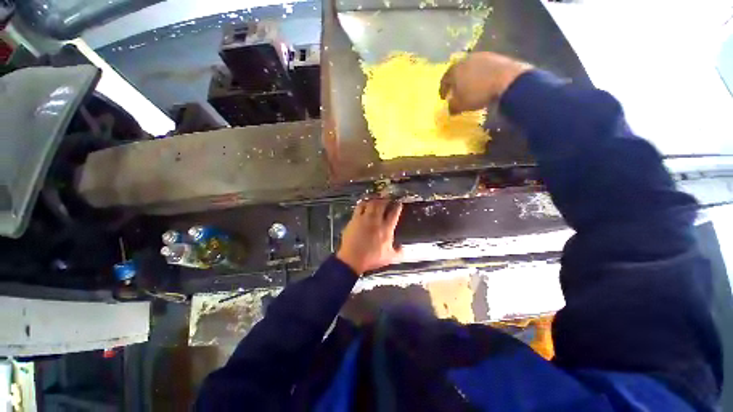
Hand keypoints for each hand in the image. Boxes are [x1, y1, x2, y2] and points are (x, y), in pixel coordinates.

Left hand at [337, 199, 402, 274]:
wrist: (352, 259)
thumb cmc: (371, 258)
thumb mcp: (389, 258)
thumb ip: (398, 253)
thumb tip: (404, 249)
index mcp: (386, 229)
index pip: (394, 214)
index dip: (397, 207)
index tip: (399, 203)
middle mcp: (376, 221)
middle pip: (382, 205)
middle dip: (386, 199)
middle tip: (387, 198)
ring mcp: (365, 218)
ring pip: (371, 203)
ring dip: (375, 200)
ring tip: (377, 199)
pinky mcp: (355, 219)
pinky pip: (359, 207)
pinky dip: (363, 203)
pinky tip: (364, 203)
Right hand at [439, 52, 532, 114]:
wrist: (506, 80)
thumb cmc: (477, 93)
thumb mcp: (460, 105)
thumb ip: (451, 107)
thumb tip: (449, 108)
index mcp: (454, 70)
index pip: (444, 80)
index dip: (442, 90)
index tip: (443, 98)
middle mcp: (465, 60)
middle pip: (456, 71)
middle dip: (455, 82)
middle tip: (455, 91)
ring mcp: (481, 56)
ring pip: (469, 68)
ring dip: (468, 77)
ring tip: (470, 87)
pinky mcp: (494, 56)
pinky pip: (482, 67)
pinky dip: (479, 74)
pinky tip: (482, 82)